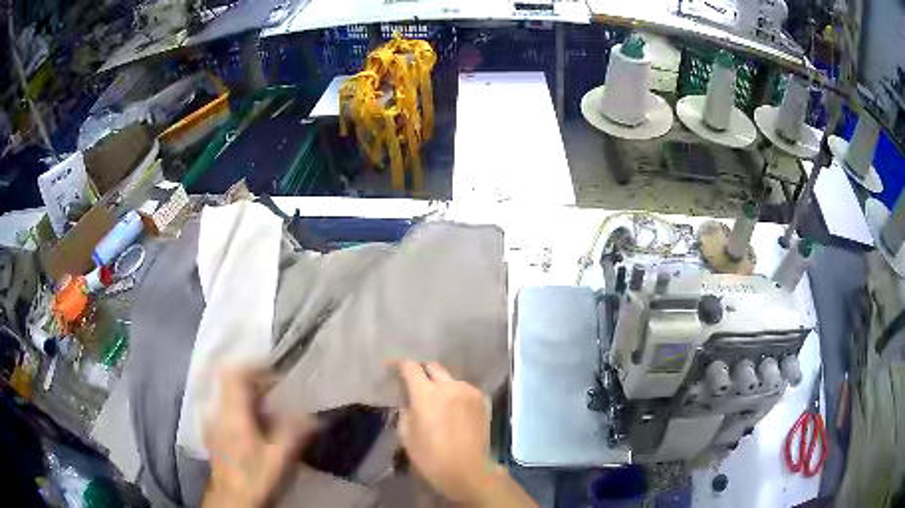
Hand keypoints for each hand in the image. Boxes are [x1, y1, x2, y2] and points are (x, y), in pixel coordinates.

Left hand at [203, 367, 315, 507]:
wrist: (233, 501)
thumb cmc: (256, 478)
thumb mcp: (280, 458)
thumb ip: (294, 433)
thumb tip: (313, 416)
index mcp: (232, 414)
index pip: (234, 373)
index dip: (253, 365)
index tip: (275, 371)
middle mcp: (217, 413)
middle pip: (231, 383)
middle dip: (255, 384)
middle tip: (278, 394)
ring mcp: (211, 423)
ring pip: (228, 397)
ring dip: (249, 398)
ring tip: (271, 413)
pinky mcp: (213, 434)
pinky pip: (226, 410)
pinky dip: (242, 411)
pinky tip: (257, 430)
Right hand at [395, 361, 498, 503]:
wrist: (469, 471)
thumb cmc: (431, 457)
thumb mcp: (406, 435)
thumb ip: (405, 409)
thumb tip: (408, 398)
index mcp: (426, 394)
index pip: (410, 367)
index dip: (398, 364)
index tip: (390, 367)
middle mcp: (449, 386)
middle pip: (433, 367)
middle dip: (421, 371)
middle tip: (414, 384)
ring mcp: (469, 392)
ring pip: (450, 379)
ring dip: (440, 385)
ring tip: (436, 401)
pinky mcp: (482, 400)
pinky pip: (463, 390)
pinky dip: (455, 394)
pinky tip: (452, 410)